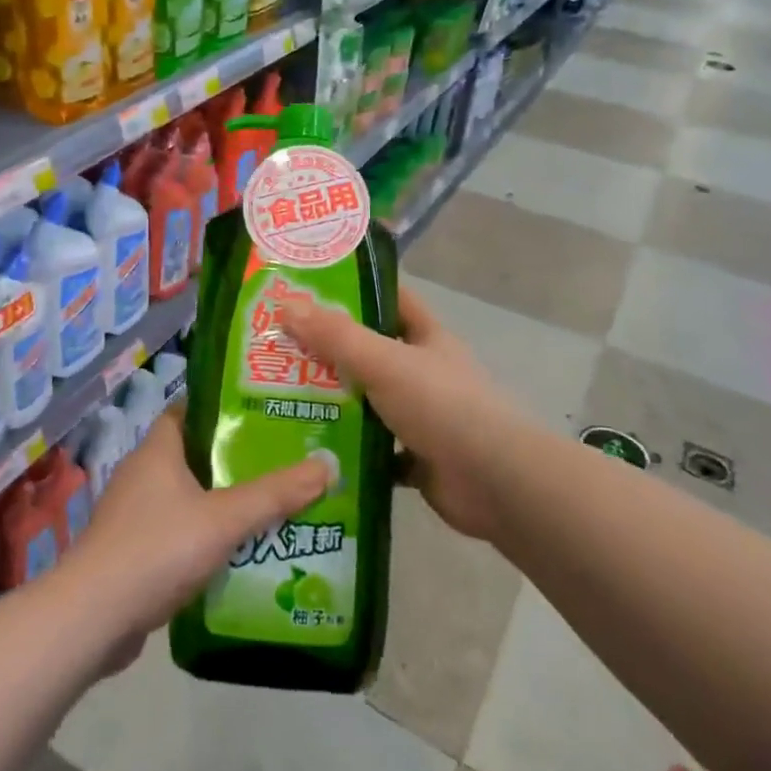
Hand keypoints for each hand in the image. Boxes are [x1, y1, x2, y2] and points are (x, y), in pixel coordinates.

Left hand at [65, 413, 328, 658]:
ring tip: (269, 507)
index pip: (187, 411)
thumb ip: (275, 494)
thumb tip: (327, 465)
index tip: (261, 413)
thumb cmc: (157, 549)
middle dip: (233, 460)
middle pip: (193, 455)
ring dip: (221, 503)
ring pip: (187, 498)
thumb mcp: (224, 518)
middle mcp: (142, 475)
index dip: (220, 408)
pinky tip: (237, 553)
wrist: (94, 618)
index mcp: (157, 451)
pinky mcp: (132, 553)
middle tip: (280, 462)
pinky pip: (177, 533)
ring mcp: (133, 516)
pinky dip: (204, 538)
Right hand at [281, 285, 524, 542]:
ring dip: (333, 402)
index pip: (390, 299)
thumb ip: (336, 336)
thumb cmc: (442, 406)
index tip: (309, 287)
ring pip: (368, 402)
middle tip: (276, 348)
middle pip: (371, 352)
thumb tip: (286, 305)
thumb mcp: (384, 361)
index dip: (355, 289)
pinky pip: (372, 449)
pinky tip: (309, 449)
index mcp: (426, 338)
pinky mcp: (415, 458)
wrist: (495, 482)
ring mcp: (421, 417)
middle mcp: (424, 372)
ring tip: (279, 398)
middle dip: (328, 350)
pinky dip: (347, 450)